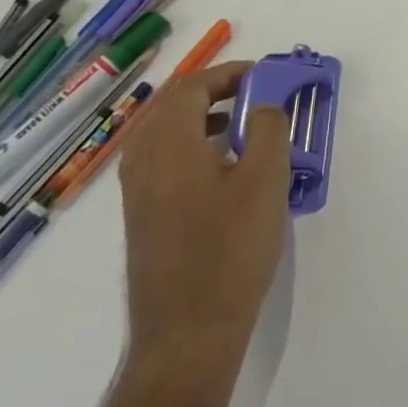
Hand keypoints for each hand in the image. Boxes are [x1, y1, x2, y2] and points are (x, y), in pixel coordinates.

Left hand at [115, 62, 292, 403]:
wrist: (187, 332)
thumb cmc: (229, 251)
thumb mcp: (264, 182)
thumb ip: (269, 130)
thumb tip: (264, 107)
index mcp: (167, 144)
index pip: (192, 86)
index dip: (229, 74)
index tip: (264, 76)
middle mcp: (142, 160)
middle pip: (176, 107)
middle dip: (218, 94)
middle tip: (258, 99)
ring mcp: (138, 192)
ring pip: (171, 136)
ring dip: (208, 121)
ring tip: (250, 131)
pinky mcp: (145, 218)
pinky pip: (169, 163)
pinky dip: (198, 149)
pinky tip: (230, 174)